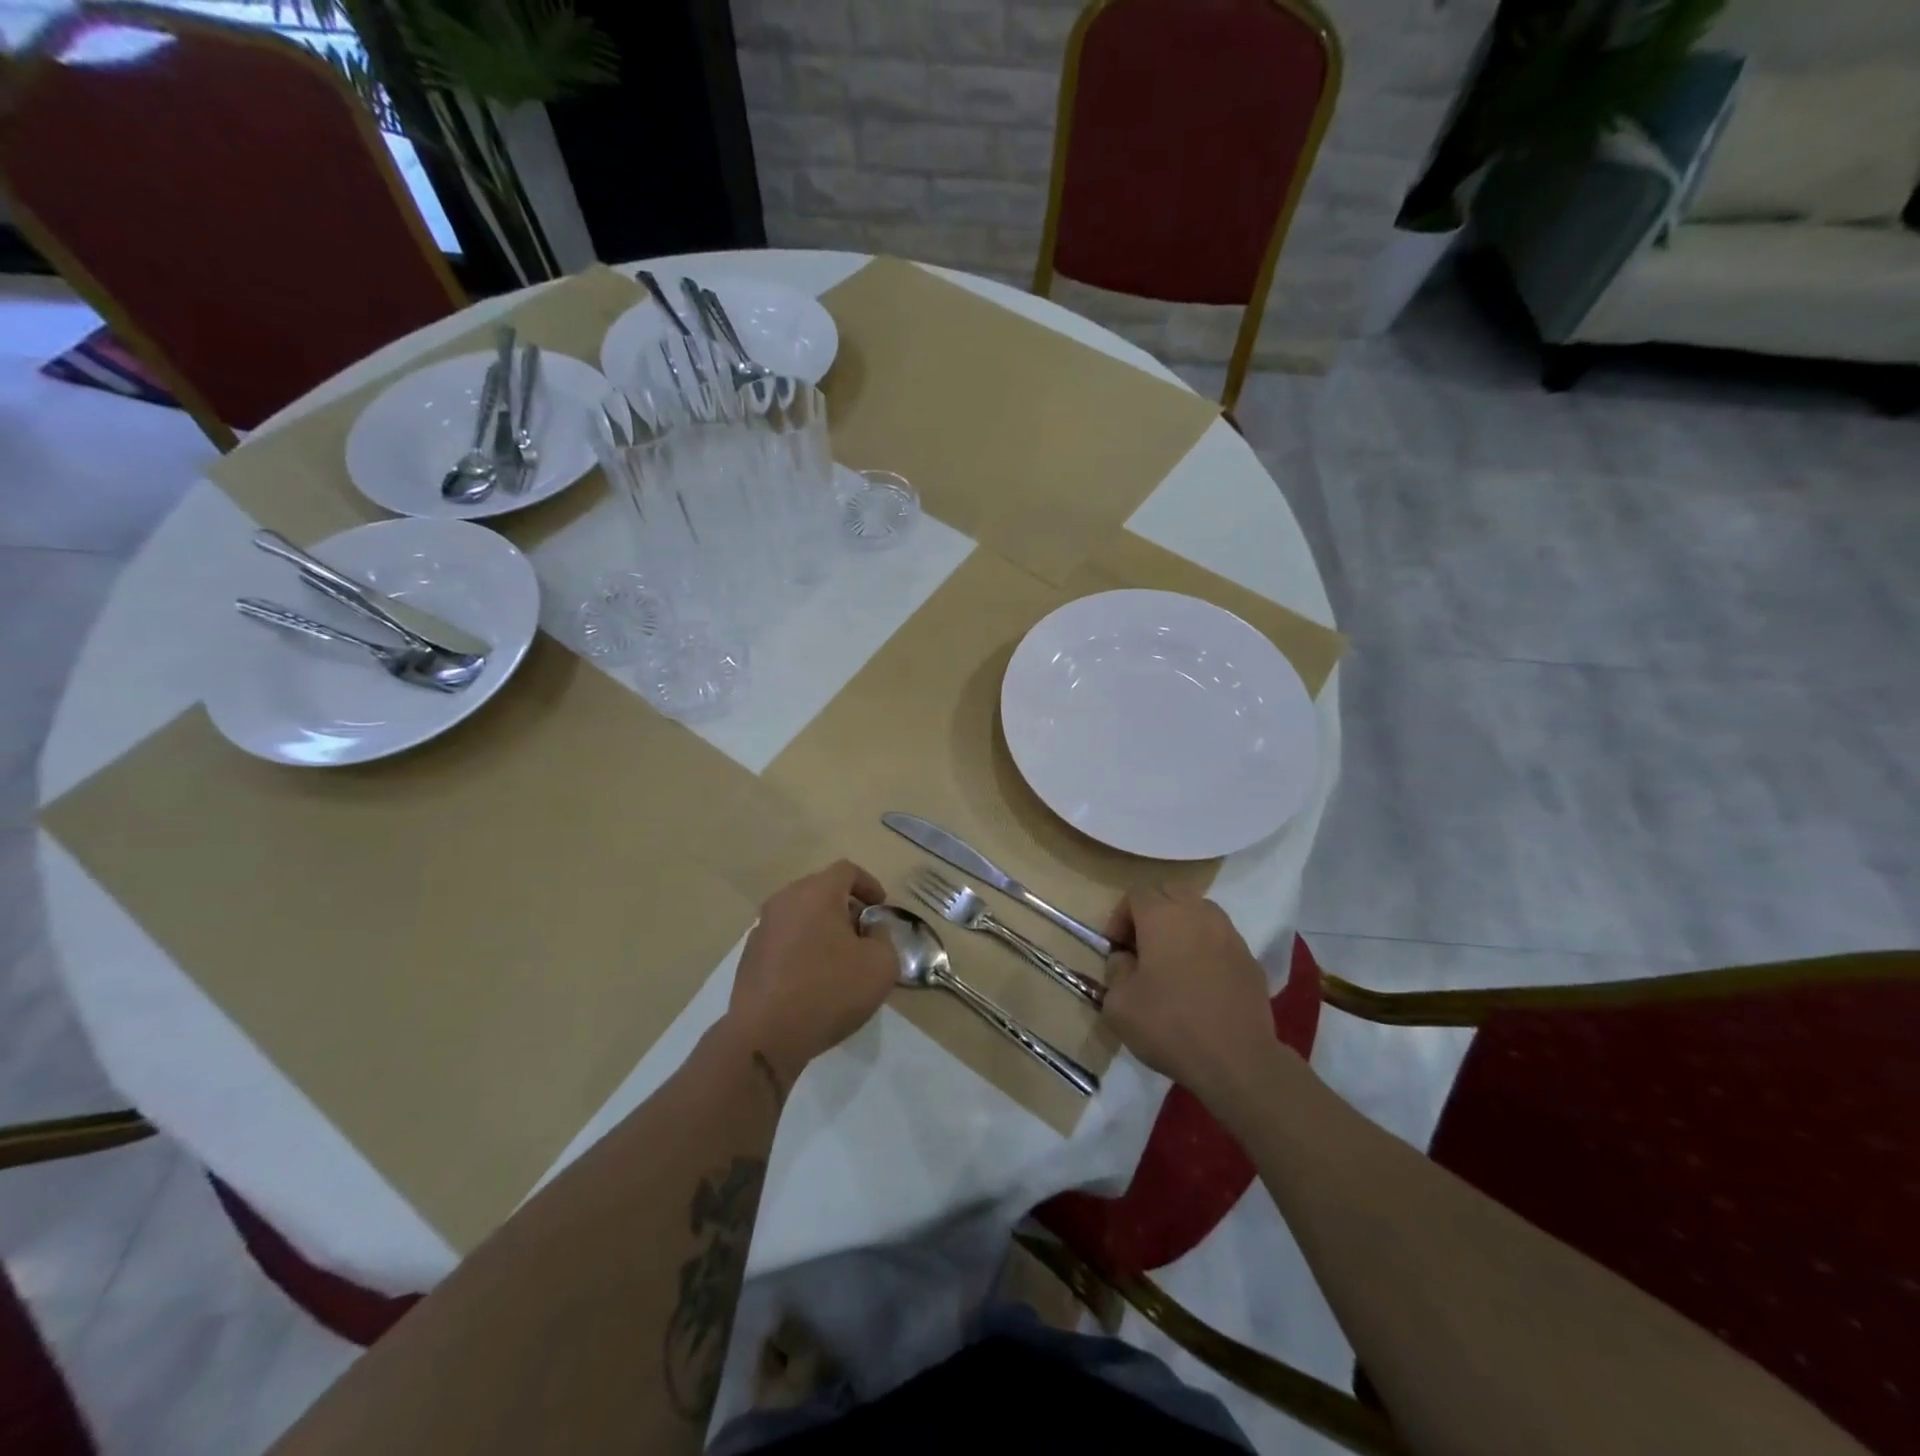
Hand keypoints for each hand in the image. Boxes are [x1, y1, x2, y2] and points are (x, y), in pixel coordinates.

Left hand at [726, 860, 897, 1087]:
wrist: (765, 1037)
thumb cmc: (829, 992)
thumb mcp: (881, 965)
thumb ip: (884, 937)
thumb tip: (869, 930)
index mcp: (816, 893)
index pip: (847, 870)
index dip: (869, 884)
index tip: (881, 908)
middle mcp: (784, 901)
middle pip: (821, 890)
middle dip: (846, 907)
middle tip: (864, 935)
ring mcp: (762, 928)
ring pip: (800, 915)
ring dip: (823, 928)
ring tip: (840, 959)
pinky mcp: (750, 956)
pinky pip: (785, 939)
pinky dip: (803, 947)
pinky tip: (813, 979)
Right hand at [1101, 885, 1275, 1106]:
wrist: (1237, 1060)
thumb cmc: (1169, 1025)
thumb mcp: (1118, 1004)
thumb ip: (1115, 971)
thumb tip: (1125, 959)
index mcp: (1162, 916)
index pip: (1136, 894)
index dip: (1120, 917)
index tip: (1116, 948)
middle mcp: (1198, 914)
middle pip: (1171, 892)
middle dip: (1152, 911)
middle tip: (1142, 946)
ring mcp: (1229, 934)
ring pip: (1200, 911)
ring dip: (1182, 925)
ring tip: (1173, 961)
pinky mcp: (1250, 959)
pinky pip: (1221, 938)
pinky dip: (1206, 947)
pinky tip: (1201, 981)